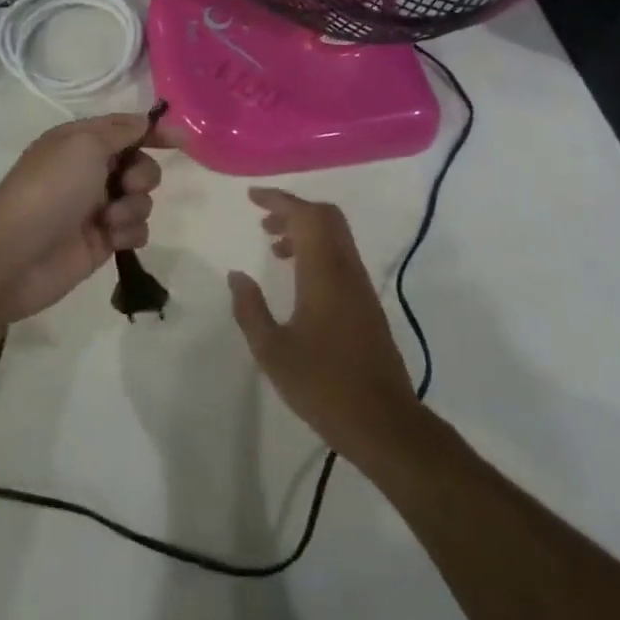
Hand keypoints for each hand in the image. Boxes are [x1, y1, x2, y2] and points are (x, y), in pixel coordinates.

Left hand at [0, 113, 176, 326]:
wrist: (14, 255)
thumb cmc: (49, 189)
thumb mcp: (84, 145)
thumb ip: (120, 131)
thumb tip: (145, 121)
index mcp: (80, 142)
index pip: (125, 129)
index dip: (154, 131)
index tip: (183, 141)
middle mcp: (90, 171)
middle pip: (140, 164)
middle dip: (142, 174)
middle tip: (124, 185)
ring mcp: (96, 207)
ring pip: (142, 199)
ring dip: (133, 206)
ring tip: (108, 219)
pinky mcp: (102, 241)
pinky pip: (136, 230)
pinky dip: (128, 232)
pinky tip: (110, 238)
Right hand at [228, 188, 421, 463]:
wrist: (383, 422)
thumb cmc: (323, 385)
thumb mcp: (272, 351)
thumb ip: (250, 309)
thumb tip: (236, 275)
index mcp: (324, 273)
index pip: (305, 216)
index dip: (278, 200)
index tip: (252, 197)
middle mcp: (346, 270)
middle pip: (326, 217)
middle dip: (294, 210)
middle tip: (263, 220)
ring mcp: (360, 286)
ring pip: (335, 236)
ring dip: (305, 230)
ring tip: (274, 247)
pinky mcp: (366, 304)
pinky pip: (341, 256)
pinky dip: (317, 250)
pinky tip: (298, 277)